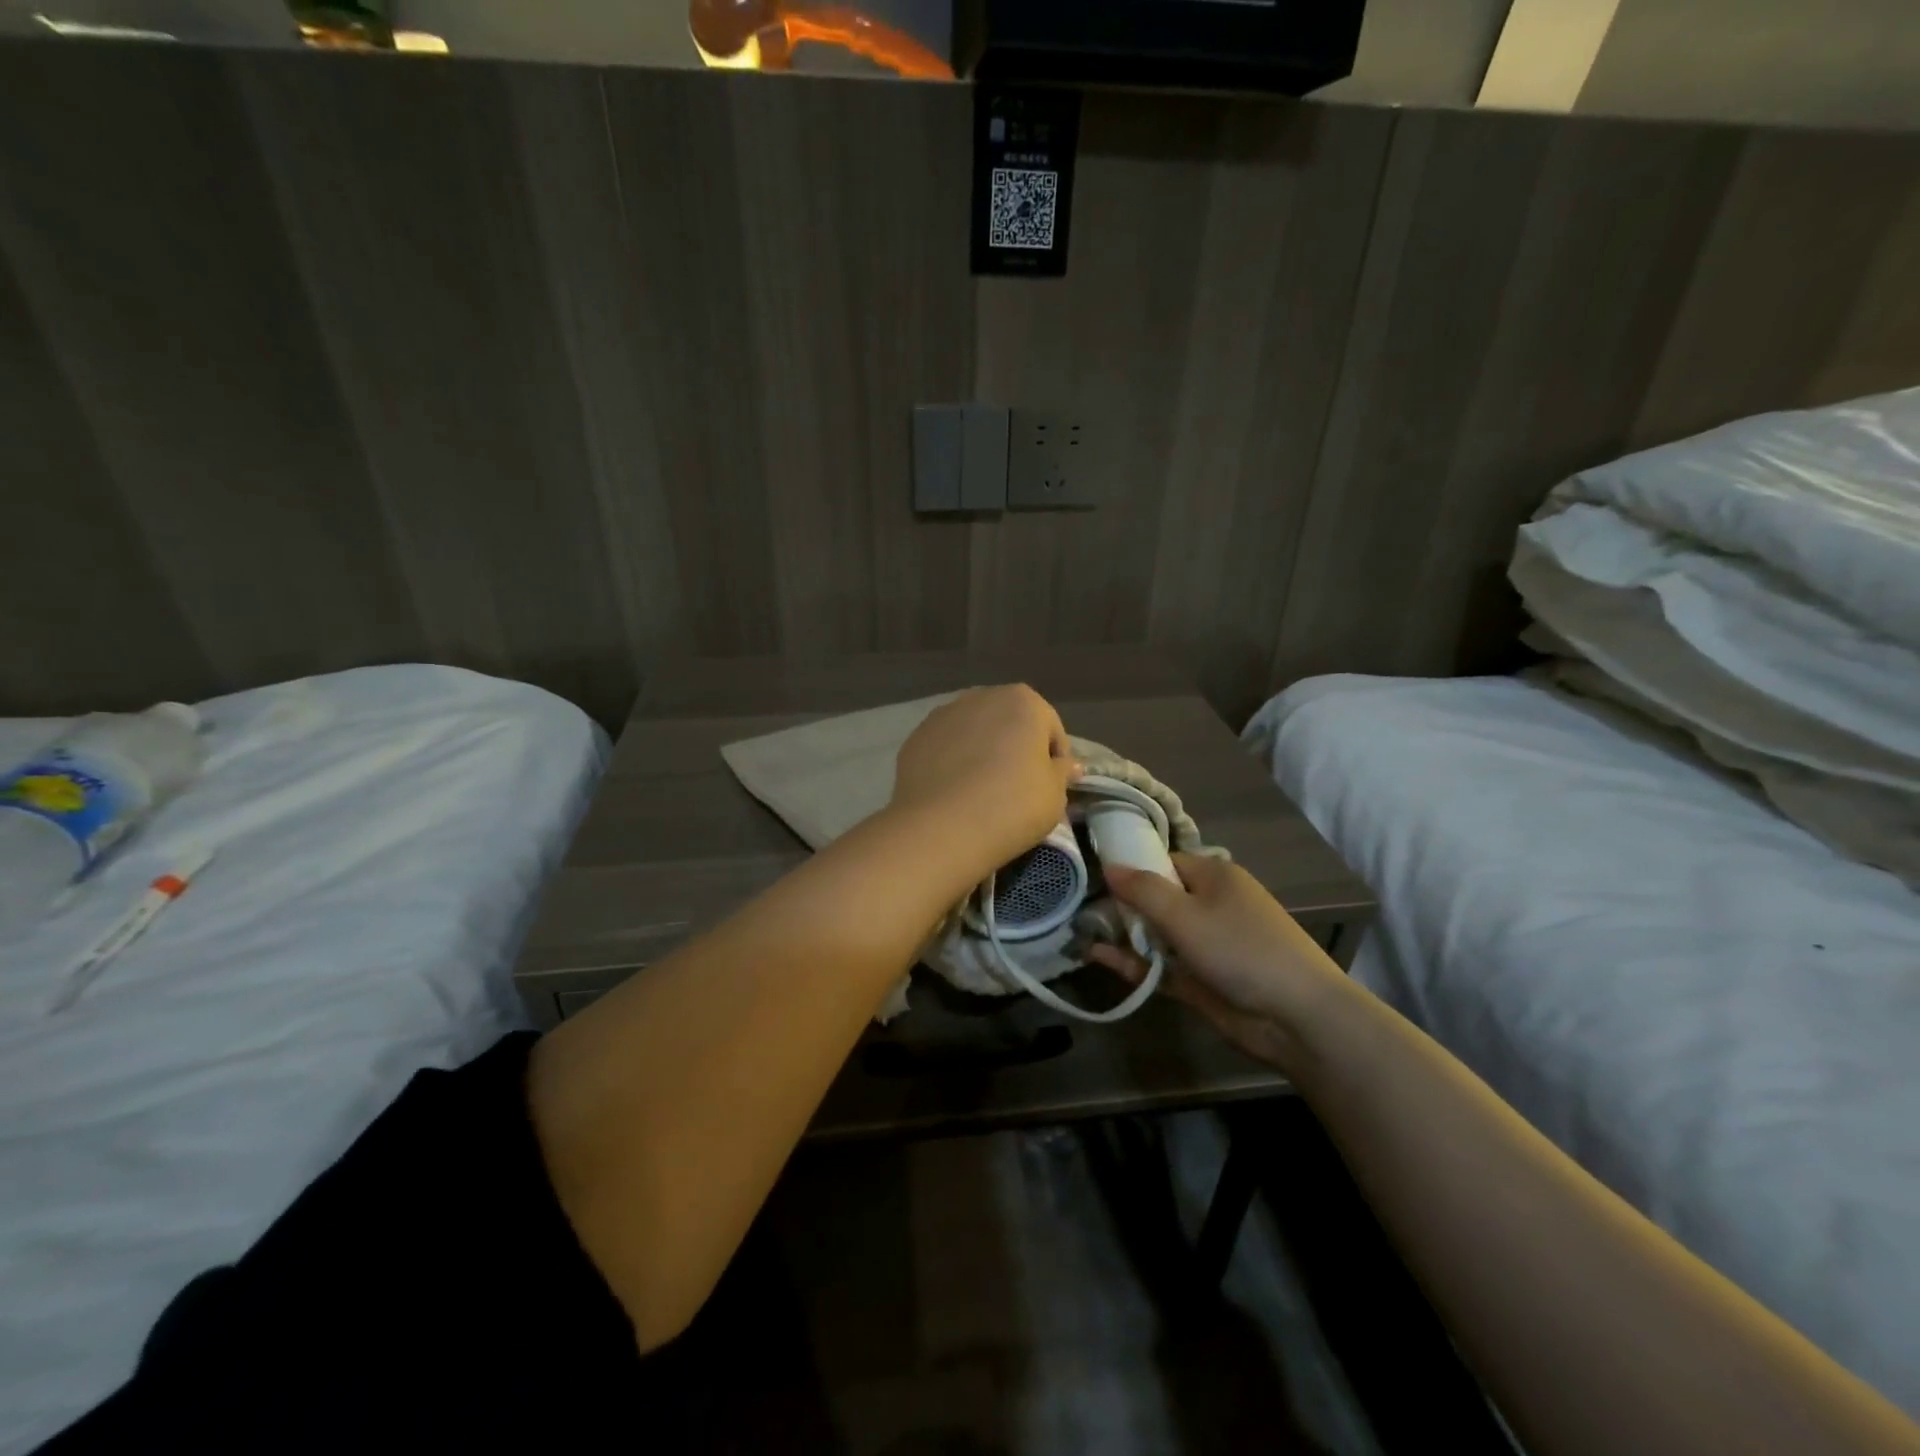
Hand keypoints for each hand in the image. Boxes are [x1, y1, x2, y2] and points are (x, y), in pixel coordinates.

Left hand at [889, 685, 1079, 882]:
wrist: (941, 827)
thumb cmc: (1012, 805)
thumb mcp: (1054, 795)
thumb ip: (1063, 772)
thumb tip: (1069, 765)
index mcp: (1023, 701)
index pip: (1051, 729)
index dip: (1055, 759)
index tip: (1051, 787)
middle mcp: (982, 696)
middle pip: (1009, 723)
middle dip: (1016, 748)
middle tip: (1018, 788)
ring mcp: (943, 714)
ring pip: (974, 732)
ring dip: (983, 751)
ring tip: (983, 790)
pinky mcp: (915, 737)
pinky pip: (946, 747)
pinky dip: (953, 762)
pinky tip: (955, 792)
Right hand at [1087, 854, 1350, 1070]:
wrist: (1297, 1017)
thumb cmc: (1241, 949)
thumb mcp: (1185, 913)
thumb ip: (1142, 890)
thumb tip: (1108, 866)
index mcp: (1213, 876)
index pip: (1163, 861)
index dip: (1130, 867)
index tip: (1093, 876)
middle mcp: (1210, 905)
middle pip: (1157, 898)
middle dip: (1121, 904)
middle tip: (1079, 908)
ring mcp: (1206, 945)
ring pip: (1157, 934)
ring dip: (1124, 935)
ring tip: (1080, 933)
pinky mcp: (1201, 980)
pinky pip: (1161, 965)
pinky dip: (1134, 962)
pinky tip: (1099, 959)